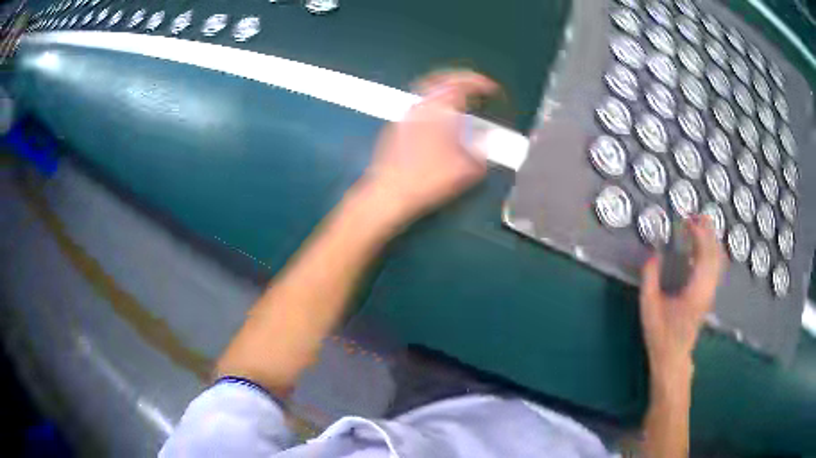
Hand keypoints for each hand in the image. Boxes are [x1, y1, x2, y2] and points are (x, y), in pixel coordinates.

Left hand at [358, 71, 498, 225]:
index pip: (462, 84)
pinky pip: (419, 103)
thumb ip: (482, 150)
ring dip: (446, 88)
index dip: (480, 83)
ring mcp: (406, 114)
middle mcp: (421, 105)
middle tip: (476, 86)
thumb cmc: (428, 181)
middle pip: (442, 78)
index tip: (492, 89)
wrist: (390, 193)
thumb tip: (488, 141)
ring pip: (427, 89)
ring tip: (460, 97)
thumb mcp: (466, 170)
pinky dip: (434, 101)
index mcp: (439, 110)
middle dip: (462, 79)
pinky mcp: (397, 124)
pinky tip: (439, 116)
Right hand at [639, 216, 725, 383]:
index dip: (698, 234)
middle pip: (715, 254)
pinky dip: (712, 252)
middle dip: (708, 232)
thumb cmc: (660, 334)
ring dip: (712, 240)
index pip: (704, 254)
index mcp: (696, 290)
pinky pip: (715, 267)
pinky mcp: (708, 296)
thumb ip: (650, 278)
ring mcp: (710, 293)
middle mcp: (708, 289)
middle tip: (697, 215)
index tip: (687, 220)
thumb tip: (652, 253)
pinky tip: (704, 248)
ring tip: (702, 226)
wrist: (673, 358)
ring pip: (718, 260)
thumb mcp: (649, 307)